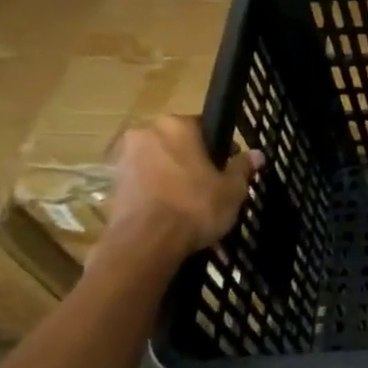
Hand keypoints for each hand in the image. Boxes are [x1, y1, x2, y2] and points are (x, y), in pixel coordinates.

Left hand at [103, 115, 262, 262]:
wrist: (145, 243)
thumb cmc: (194, 207)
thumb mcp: (231, 189)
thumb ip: (242, 168)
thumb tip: (257, 154)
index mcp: (176, 124)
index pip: (204, 127)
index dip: (220, 148)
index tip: (227, 168)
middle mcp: (145, 132)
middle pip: (177, 143)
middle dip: (192, 159)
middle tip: (210, 185)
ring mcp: (123, 157)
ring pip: (158, 161)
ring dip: (172, 175)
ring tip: (189, 202)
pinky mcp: (111, 182)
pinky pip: (142, 180)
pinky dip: (155, 190)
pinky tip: (170, 211)